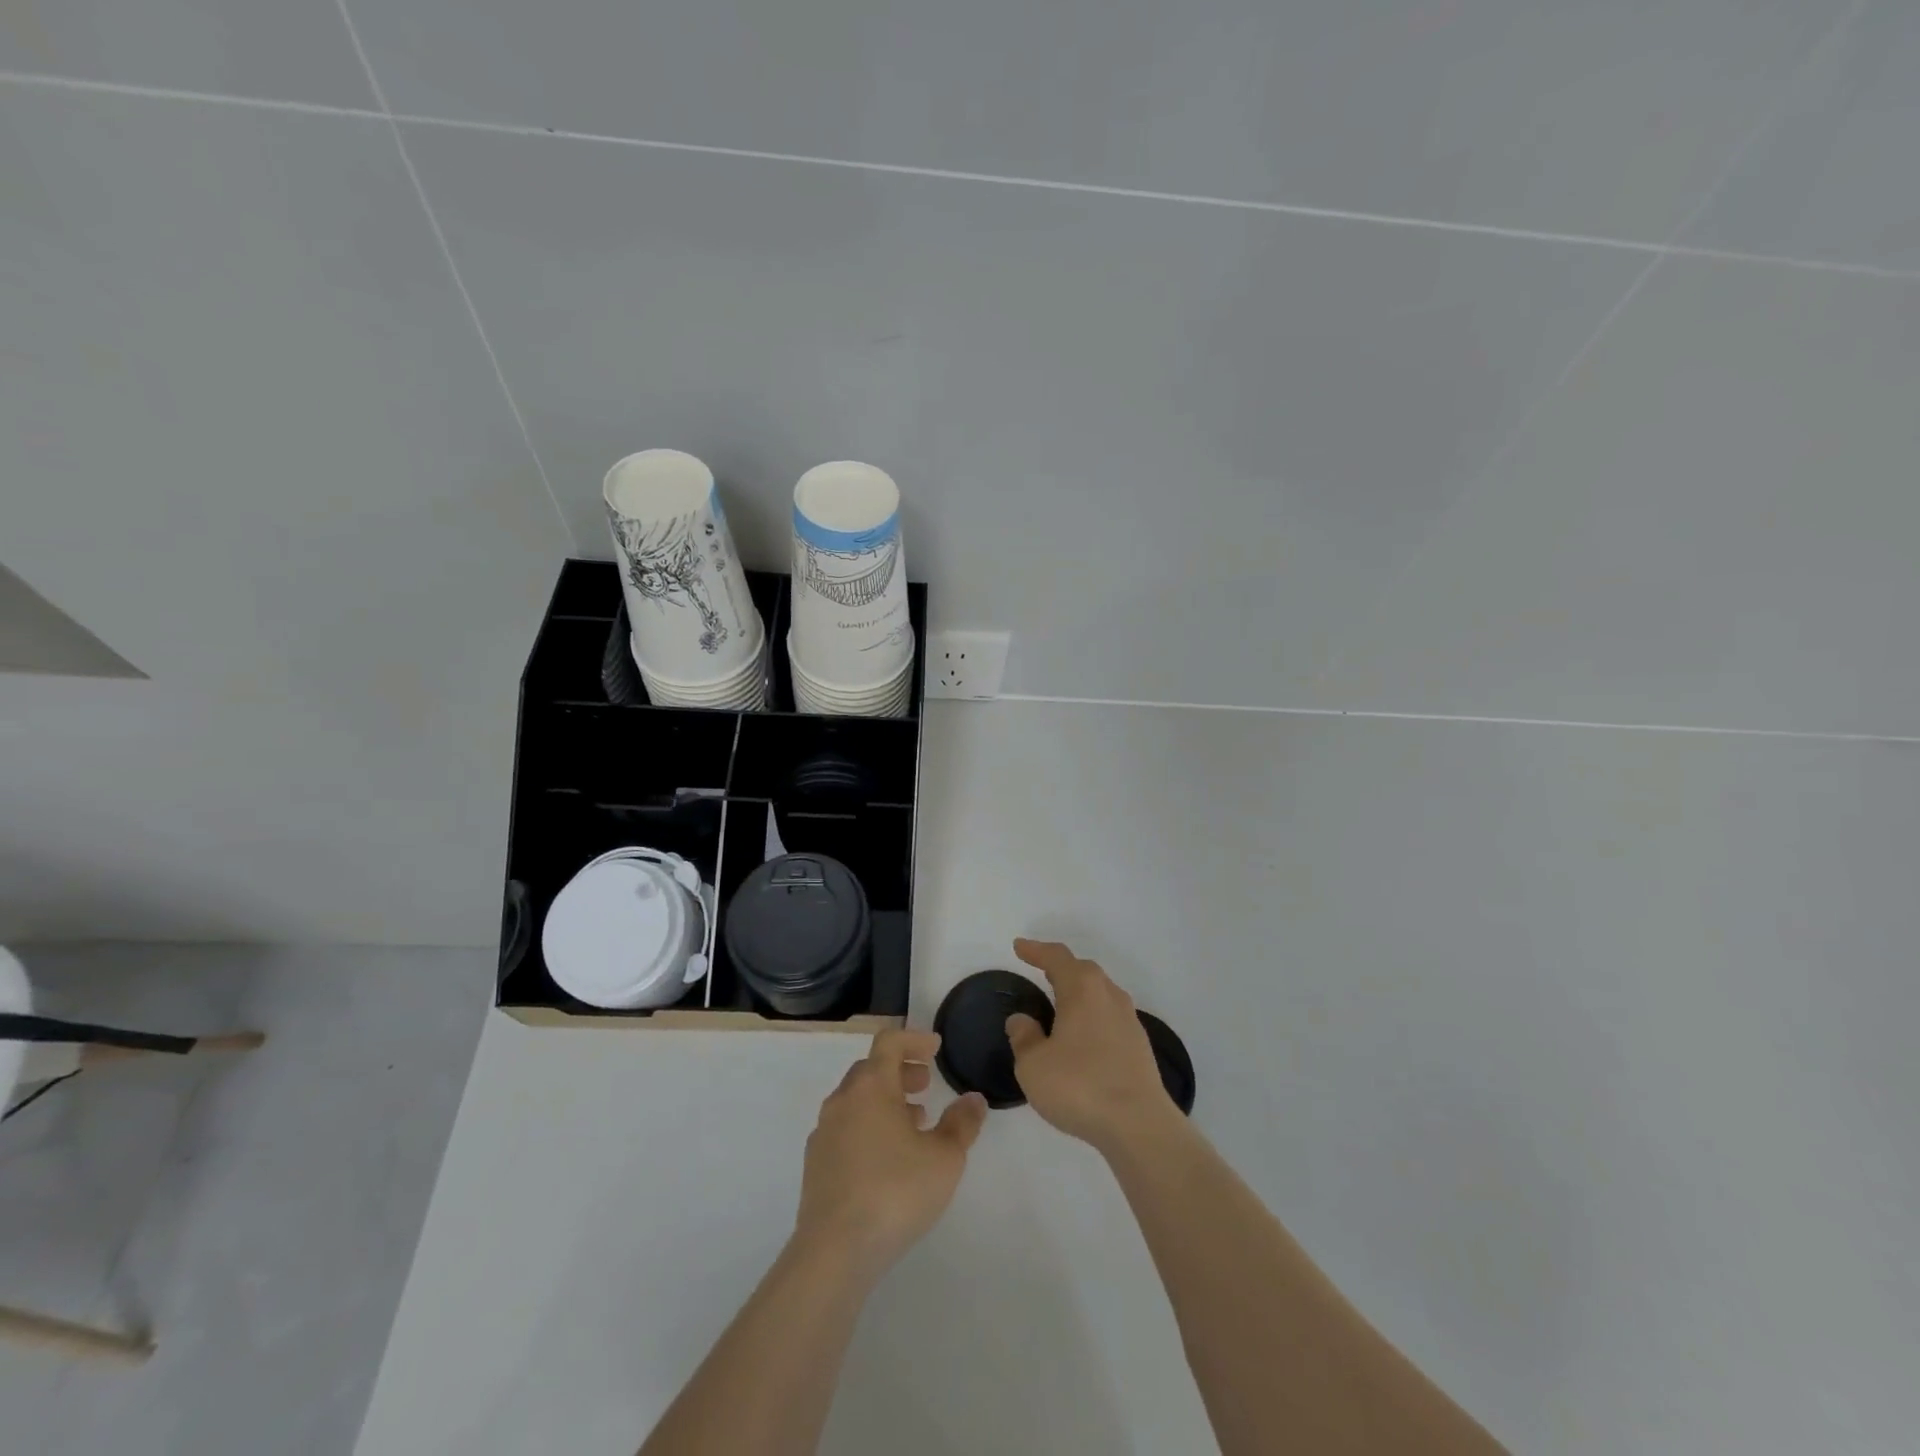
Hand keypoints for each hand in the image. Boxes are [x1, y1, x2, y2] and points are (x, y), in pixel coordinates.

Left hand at [794, 1029, 987, 1278]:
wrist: (835, 1250)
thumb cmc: (896, 1191)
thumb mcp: (944, 1158)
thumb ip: (962, 1123)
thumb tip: (973, 1099)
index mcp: (871, 1086)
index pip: (889, 1042)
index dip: (914, 1039)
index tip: (936, 1048)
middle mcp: (843, 1099)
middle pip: (871, 1069)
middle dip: (901, 1070)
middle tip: (926, 1084)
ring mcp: (824, 1131)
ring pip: (857, 1099)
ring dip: (885, 1100)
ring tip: (914, 1123)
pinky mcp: (815, 1163)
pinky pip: (845, 1127)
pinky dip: (868, 1125)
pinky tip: (887, 1157)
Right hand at [1006, 939, 1175, 1154]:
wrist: (1139, 1125)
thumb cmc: (1080, 1086)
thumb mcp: (1034, 1065)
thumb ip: (1024, 1038)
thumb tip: (1021, 1020)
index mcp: (1082, 989)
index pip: (1057, 957)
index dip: (1036, 950)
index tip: (1019, 947)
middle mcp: (1109, 995)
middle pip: (1083, 970)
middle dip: (1060, 966)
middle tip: (1040, 968)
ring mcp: (1129, 1020)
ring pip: (1100, 992)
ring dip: (1079, 990)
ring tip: (1060, 1000)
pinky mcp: (1139, 1045)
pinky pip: (1109, 1015)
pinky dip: (1092, 1014)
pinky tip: (1083, 1034)